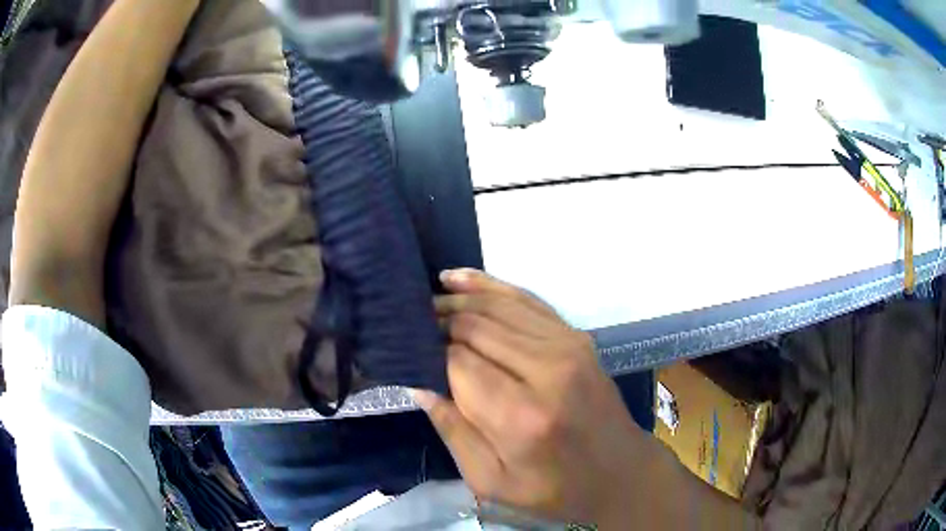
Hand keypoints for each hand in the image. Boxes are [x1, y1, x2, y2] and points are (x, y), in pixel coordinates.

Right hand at [413, 270, 652, 524]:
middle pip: (475, 327)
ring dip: (458, 299)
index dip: (427, 352)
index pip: (457, 362)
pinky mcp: (576, 336)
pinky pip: (525, 300)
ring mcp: (567, 346)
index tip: (406, 350)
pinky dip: (490, 287)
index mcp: (520, 416)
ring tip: (428, 300)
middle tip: (410, 323)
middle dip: (438, 320)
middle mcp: (546, 370)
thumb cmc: (553, 489)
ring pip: (497, 305)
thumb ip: (452, 430)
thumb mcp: (490, 480)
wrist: (618, 473)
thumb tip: (419, 383)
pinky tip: (460, 279)